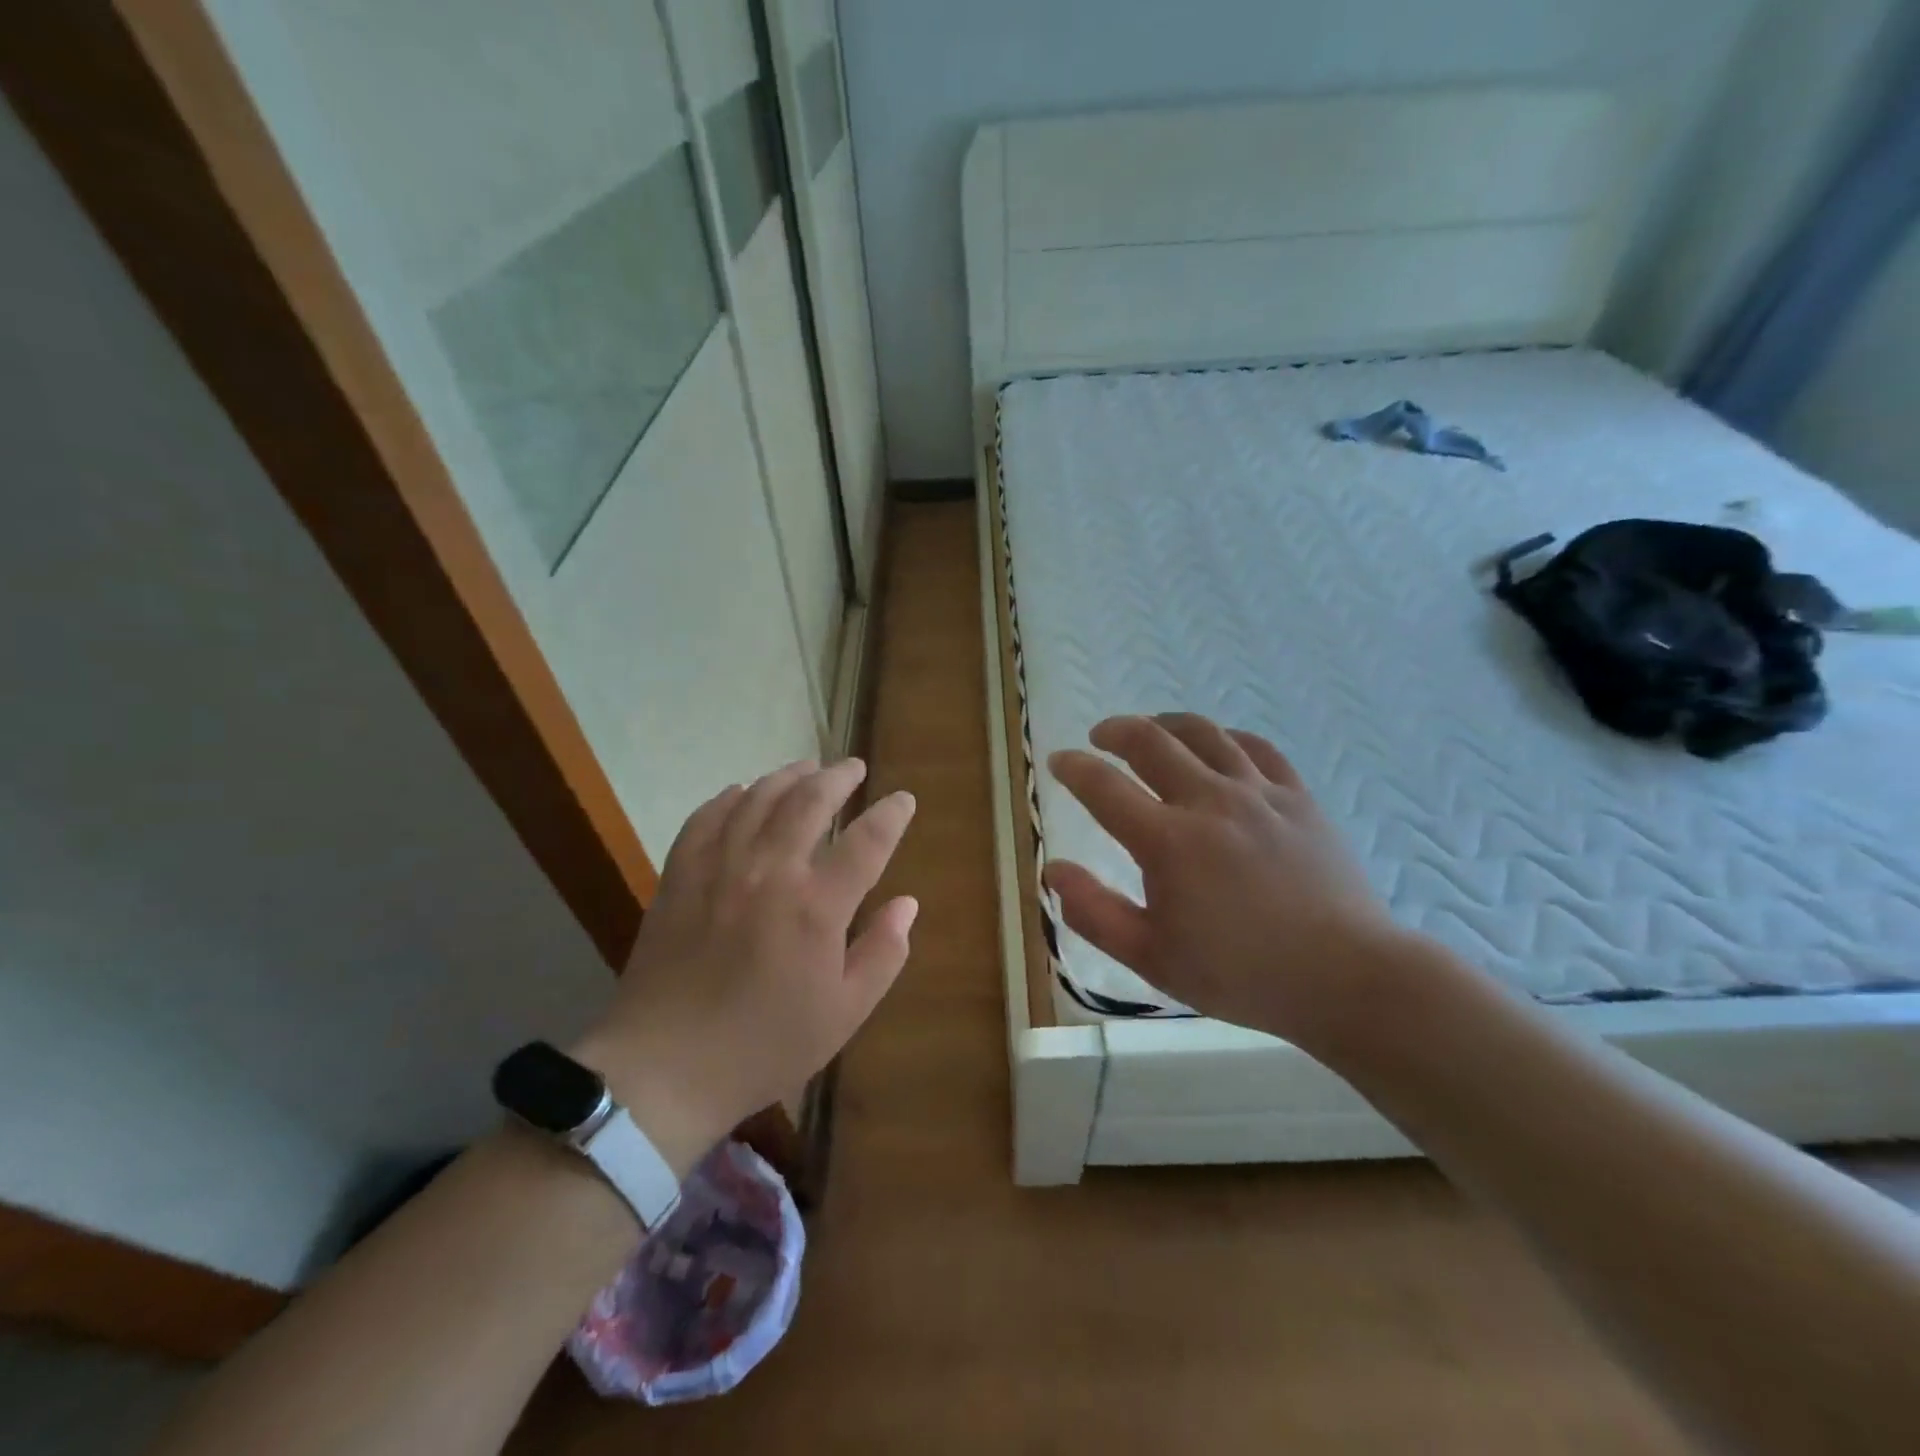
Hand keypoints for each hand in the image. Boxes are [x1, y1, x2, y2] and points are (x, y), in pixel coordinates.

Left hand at [574, 759, 916, 1173]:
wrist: (664, 1068)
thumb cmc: (765, 1046)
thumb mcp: (843, 1013)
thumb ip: (882, 954)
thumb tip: (907, 903)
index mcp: (817, 907)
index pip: (867, 841)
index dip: (891, 814)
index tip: (903, 799)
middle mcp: (770, 871)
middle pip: (810, 801)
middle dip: (838, 777)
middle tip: (854, 767)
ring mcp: (720, 868)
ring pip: (758, 799)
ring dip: (788, 776)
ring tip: (807, 768)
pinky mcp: (680, 876)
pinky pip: (705, 818)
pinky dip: (728, 797)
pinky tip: (740, 792)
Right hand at [1046, 714, 1412, 1052]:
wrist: (1346, 977)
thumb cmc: (1241, 974)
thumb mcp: (1152, 958)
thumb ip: (1094, 912)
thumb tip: (1052, 869)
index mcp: (1168, 841)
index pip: (1104, 787)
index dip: (1074, 768)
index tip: (1059, 762)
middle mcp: (1209, 801)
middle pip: (1151, 741)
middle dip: (1116, 731)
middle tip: (1101, 736)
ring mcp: (1258, 793)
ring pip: (1204, 734)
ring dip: (1167, 724)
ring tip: (1152, 730)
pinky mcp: (1297, 797)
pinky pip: (1256, 747)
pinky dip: (1226, 738)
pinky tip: (1218, 746)